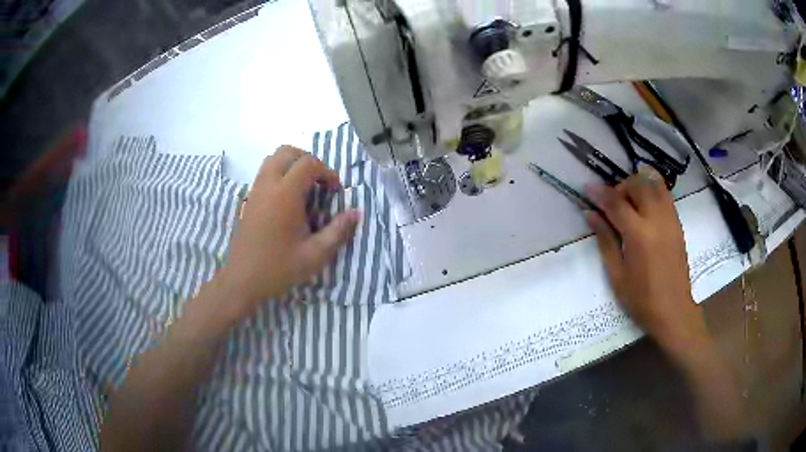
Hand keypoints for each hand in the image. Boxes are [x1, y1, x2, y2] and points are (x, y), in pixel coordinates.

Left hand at [215, 146, 359, 318]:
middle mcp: (268, 185)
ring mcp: (255, 191)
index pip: (308, 163)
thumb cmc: (278, 268)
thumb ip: (338, 231)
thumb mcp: (314, 255)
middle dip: (308, 160)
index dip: (326, 171)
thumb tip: (356, 213)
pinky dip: (279, 175)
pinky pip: (264, 174)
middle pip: (287, 152)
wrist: (242, 281)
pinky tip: (287, 202)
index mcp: (285, 195)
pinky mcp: (248, 200)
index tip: (334, 191)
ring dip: (292, 165)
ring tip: (304, 189)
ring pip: (273, 160)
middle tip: (319, 183)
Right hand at [585, 166, 703, 352]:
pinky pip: (665, 194)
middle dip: (622, 185)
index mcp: (639, 235)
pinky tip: (645, 207)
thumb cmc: (641, 299)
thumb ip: (605, 240)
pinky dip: (652, 191)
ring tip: (631, 200)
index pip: (616, 203)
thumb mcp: (617, 274)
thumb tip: (591, 214)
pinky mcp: (678, 223)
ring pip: (656, 183)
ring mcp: (670, 219)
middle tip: (613, 202)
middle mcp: (657, 220)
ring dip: (639, 183)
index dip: (600, 192)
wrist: (673, 310)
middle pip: (639, 184)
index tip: (587, 187)